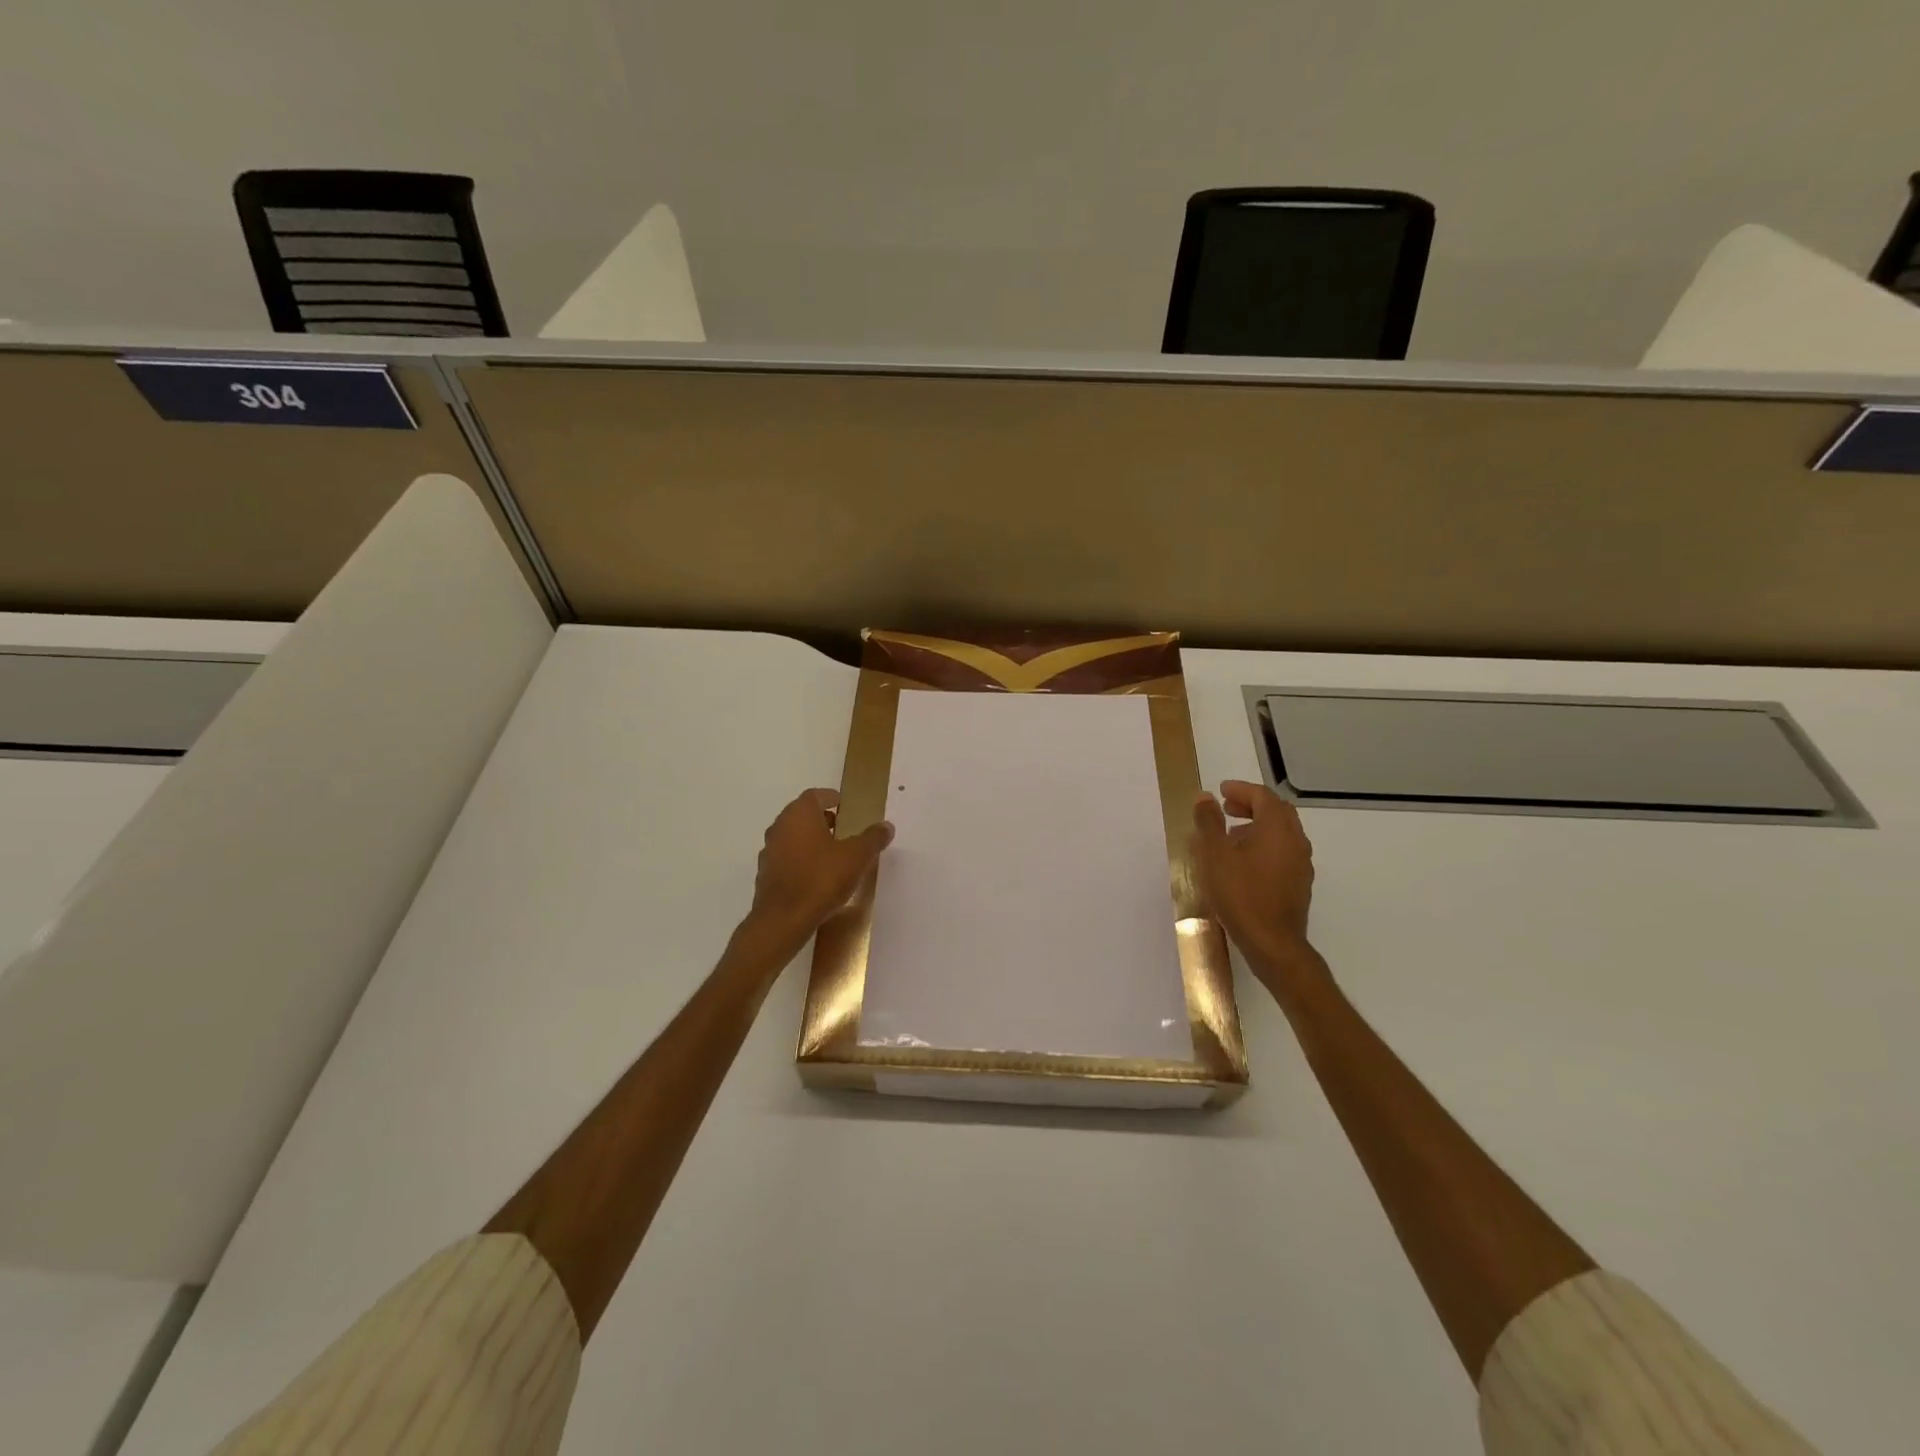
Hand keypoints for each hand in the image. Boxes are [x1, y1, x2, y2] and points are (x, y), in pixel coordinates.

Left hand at [748, 788, 893, 943]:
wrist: (783, 919)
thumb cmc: (821, 878)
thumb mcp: (856, 857)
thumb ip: (872, 839)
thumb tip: (886, 826)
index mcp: (800, 814)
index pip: (815, 795)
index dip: (831, 798)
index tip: (846, 808)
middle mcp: (780, 826)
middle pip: (803, 815)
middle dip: (823, 820)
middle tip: (844, 831)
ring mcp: (769, 851)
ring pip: (793, 837)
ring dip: (811, 841)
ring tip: (834, 856)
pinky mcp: (765, 874)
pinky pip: (787, 858)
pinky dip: (801, 860)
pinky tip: (817, 877)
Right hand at [1191, 780, 1317, 971]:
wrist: (1272, 942)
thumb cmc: (1240, 893)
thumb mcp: (1214, 855)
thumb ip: (1208, 822)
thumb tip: (1204, 797)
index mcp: (1277, 828)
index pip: (1263, 796)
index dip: (1241, 789)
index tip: (1221, 790)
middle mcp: (1295, 840)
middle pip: (1277, 811)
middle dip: (1251, 805)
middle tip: (1226, 808)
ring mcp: (1301, 863)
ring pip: (1281, 832)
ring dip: (1257, 826)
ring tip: (1230, 835)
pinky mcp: (1299, 883)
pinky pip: (1283, 852)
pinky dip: (1264, 845)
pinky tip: (1244, 862)